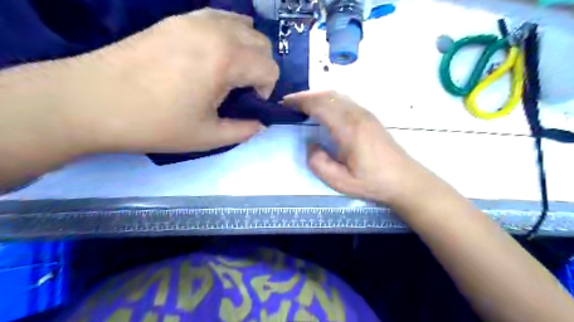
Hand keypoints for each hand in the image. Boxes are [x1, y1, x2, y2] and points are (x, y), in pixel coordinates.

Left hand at [63, 7, 277, 152]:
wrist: (93, 101)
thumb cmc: (156, 124)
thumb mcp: (208, 137)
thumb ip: (243, 130)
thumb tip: (261, 123)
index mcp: (226, 59)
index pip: (269, 67)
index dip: (266, 89)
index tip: (247, 104)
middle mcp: (216, 31)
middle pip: (261, 43)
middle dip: (260, 68)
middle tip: (241, 90)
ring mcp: (194, 19)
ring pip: (243, 26)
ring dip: (247, 50)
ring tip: (229, 72)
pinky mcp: (176, 18)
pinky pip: (219, 17)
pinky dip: (228, 34)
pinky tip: (213, 55)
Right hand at [281, 90, 429, 205]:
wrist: (405, 180)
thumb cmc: (372, 182)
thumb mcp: (341, 182)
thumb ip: (319, 164)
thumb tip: (311, 145)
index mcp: (348, 129)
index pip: (320, 105)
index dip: (300, 101)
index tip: (285, 103)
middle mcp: (357, 115)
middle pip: (327, 95)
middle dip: (306, 96)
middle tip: (289, 102)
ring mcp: (365, 114)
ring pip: (337, 95)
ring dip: (317, 96)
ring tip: (302, 104)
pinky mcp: (370, 117)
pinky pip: (345, 100)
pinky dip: (329, 99)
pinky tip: (324, 109)